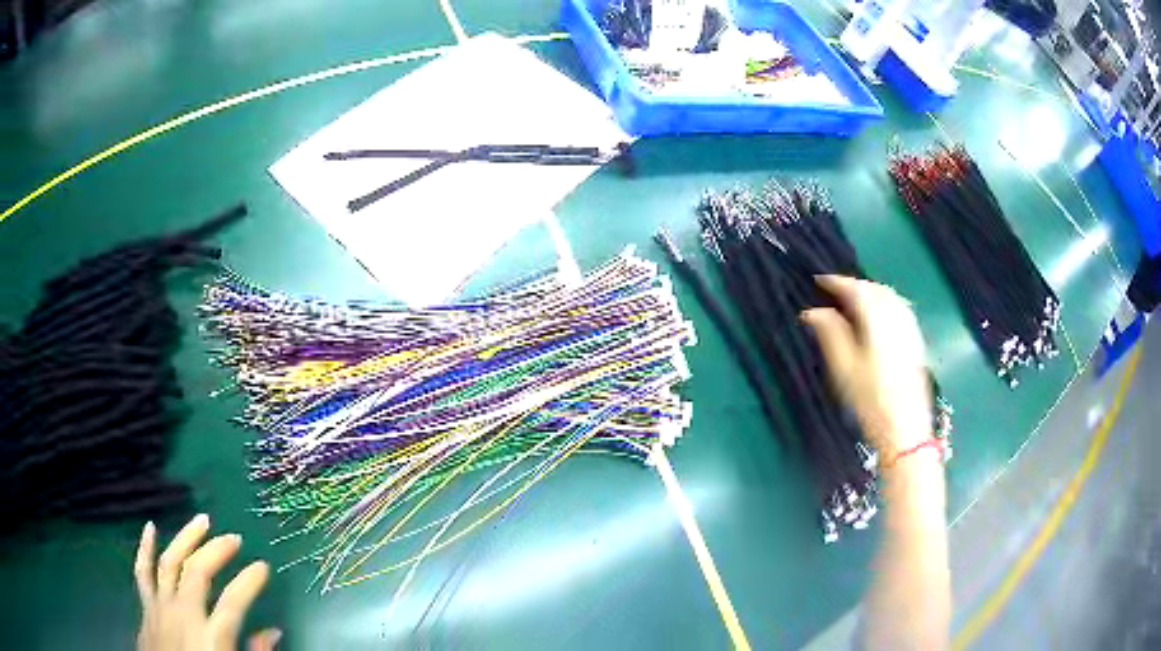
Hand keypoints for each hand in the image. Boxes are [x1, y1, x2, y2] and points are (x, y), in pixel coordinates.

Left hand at [135, 514, 279, 650]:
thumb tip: (273, 633)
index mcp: (210, 636)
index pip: (234, 601)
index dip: (250, 581)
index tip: (262, 566)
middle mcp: (183, 614)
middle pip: (198, 571)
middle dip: (217, 551)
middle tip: (234, 537)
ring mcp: (160, 606)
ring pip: (169, 562)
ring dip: (185, 538)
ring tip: (201, 520)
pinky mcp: (146, 607)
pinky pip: (143, 572)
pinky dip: (145, 548)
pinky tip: (150, 527)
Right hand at [802, 275, 931, 457]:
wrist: (905, 428)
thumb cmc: (870, 401)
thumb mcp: (844, 369)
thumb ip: (830, 334)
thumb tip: (813, 311)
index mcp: (877, 320)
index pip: (856, 289)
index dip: (836, 282)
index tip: (817, 280)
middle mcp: (897, 317)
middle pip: (875, 289)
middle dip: (854, 285)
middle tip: (833, 291)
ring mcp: (909, 328)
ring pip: (890, 297)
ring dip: (870, 292)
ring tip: (852, 301)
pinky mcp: (916, 341)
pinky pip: (899, 308)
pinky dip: (884, 303)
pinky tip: (877, 316)